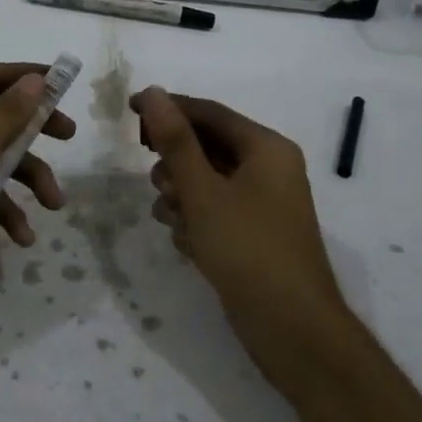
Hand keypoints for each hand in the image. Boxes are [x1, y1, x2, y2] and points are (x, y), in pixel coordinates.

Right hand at [130, 87, 350, 388]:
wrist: (292, 329)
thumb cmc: (247, 249)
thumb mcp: (203, 192)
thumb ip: (176, 141)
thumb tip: (153, 92)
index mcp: (266, 148)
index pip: (209, 112)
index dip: (168, 108)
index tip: (128, 110)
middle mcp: (268, 169)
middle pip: (206, 147)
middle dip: (176, 164)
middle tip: (159, 185)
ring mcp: (263, 203)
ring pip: (206, 181)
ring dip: (182, 196)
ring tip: (175, 220)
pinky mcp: (254, 233)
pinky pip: (214, 210)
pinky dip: (196, 220)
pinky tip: (190, 244)